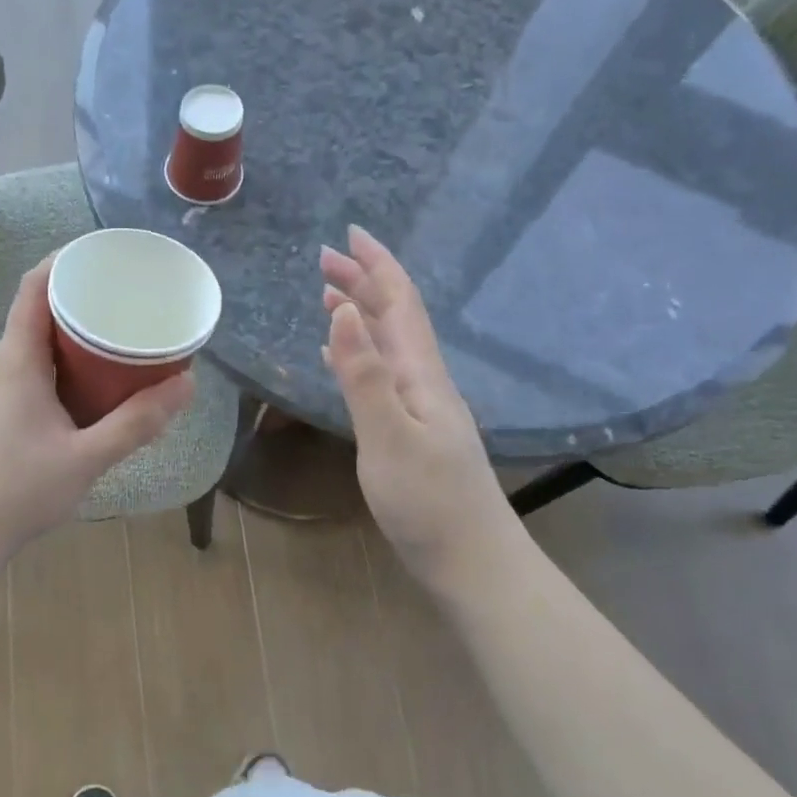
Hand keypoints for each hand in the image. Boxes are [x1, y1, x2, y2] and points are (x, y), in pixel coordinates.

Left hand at [0, 258, 194, 562]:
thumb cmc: (18, 491)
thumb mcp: (87, 458)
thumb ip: (137, 422)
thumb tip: (187, 383)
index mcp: (17, 359)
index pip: (35, 286)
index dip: (66, 260)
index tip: (107, 255)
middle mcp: (0, 363)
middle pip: (38, 311)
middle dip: (83, 299)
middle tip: (128, 301)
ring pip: (35, 343)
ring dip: (73, 335)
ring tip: (117, 337)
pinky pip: (30, 367)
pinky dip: (61, 362)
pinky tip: (89, 384)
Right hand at [320, 227, 509, 578]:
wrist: (472, 562)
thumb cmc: (428, 502)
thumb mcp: (388, 436)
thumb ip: (364, 374)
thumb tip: (345, 310)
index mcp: (421, 374)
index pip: (399, 304)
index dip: (377, 265)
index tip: (349, 234)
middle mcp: (425, 381)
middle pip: (394, 318)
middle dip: (363, 283)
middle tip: (324, 260)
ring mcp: (421, 407)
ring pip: (388, 345)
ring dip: (361, 314)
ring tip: (329, 296)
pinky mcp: (412, 431)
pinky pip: (383, 374)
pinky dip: (360, 353)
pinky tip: (344, 357)